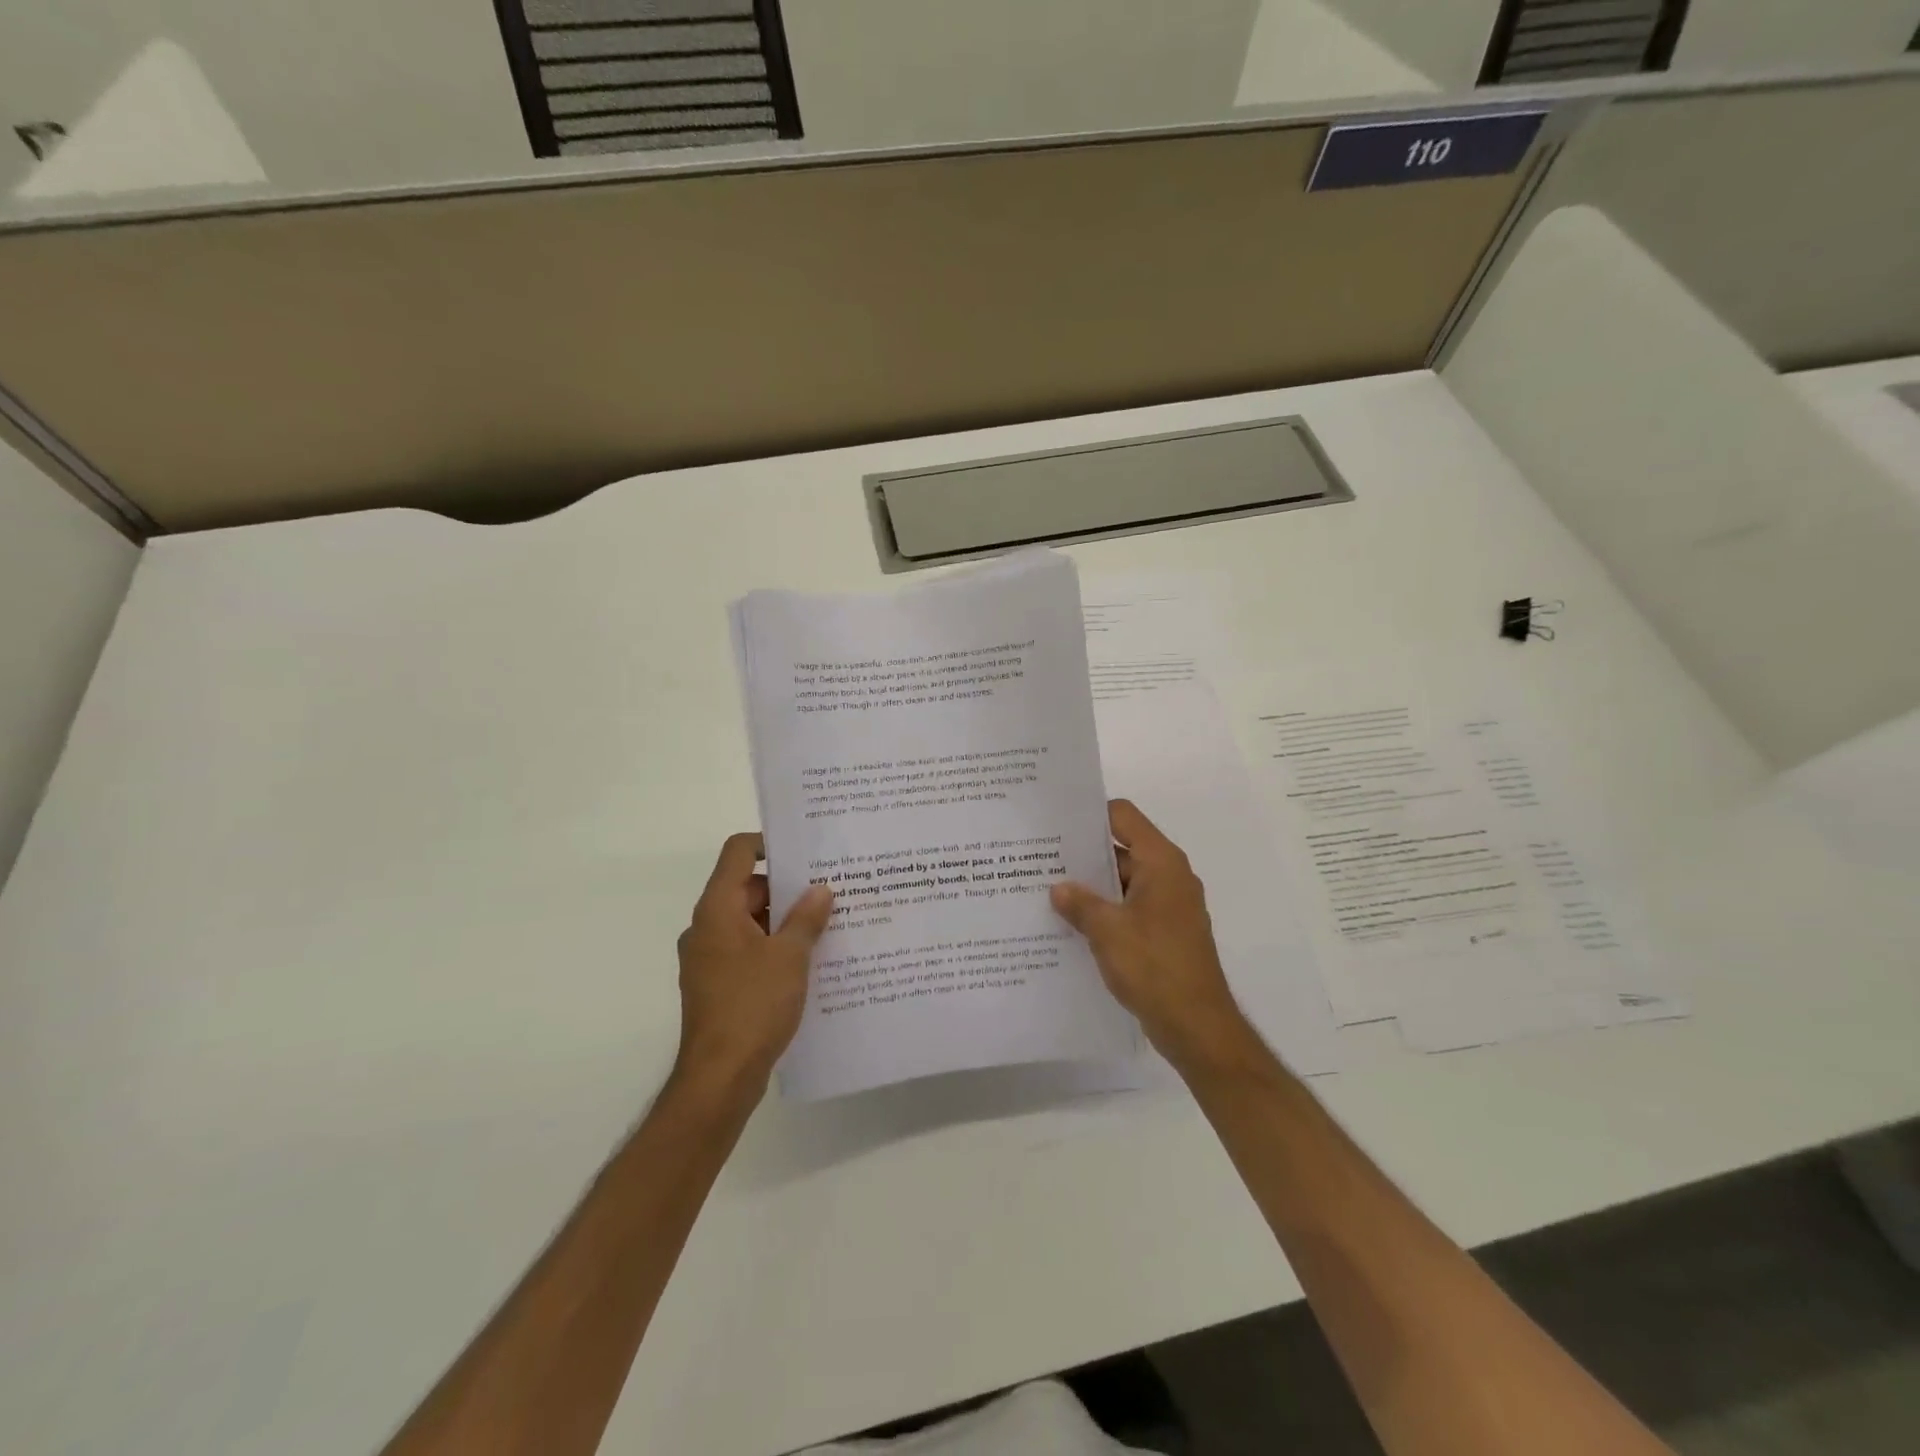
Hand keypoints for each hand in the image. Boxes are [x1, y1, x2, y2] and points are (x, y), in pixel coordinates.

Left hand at [674, 833, 834, 1092]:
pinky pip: (749, 950)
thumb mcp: (790, 956)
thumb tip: (821, 890)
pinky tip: (810, 961)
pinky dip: (774, 948)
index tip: (805, 851)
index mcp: (718, 909)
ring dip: (785, 921)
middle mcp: (707, 927)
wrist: (720, 1078)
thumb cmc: (753, 1006)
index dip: (769, 843)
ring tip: (829, 924)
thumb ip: (807, 918)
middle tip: (831, 890)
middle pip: (747, 888)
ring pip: (751, 922)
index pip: (738, 852)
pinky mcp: (718, 985)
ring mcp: (710, 958)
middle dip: (788, 887)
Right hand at [1050, 800, 1257, 1073]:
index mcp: (1161, 863)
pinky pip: (1129, 908)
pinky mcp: (1164, 932)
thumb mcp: (1108, 931)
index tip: (1056, 824)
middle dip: (1083, 854)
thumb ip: (1079, 903)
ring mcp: (1168, 906)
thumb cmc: (1155, 967)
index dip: (1090, 815)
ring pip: (1123, 882)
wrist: (1197, 1027)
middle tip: (1040, 858)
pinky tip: (1071, 924)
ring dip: (1091, 887)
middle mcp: (1169, 876)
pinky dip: (1104, 911)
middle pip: (1122, 848)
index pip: (1123, 816)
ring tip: (1047, 891)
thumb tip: (1058, 888)